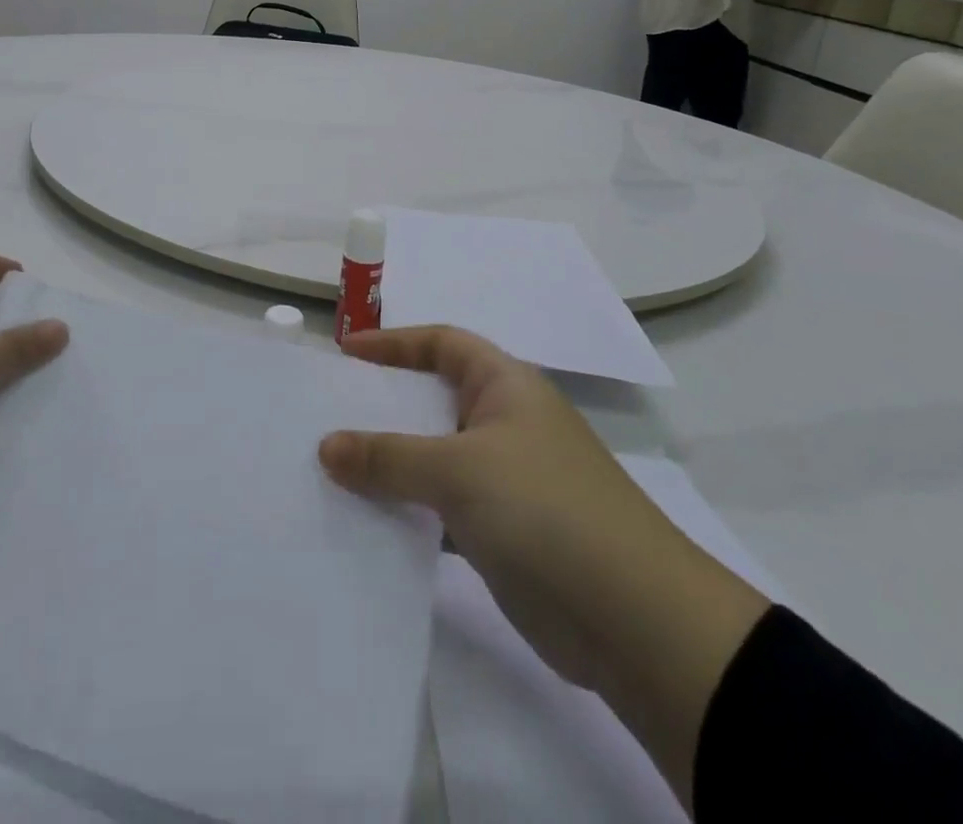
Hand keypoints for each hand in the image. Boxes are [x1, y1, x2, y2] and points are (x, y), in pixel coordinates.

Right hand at [320, 326, 766, 809]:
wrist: (635, 620)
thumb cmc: (545, 509)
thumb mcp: (459, 471)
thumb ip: (389, 457)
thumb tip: (326, 446)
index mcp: (505, 386)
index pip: (442, 343)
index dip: (395, 343)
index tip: (345, 355)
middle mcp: (505, 423)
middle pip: (433, 400)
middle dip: (383, 406)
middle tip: (327, 415)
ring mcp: (506, 480)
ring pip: (434, 458)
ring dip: (391, 465)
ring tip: (332, 470)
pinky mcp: (502, 534)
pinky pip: (441, 510)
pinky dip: (409, 513)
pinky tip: (368, 524)